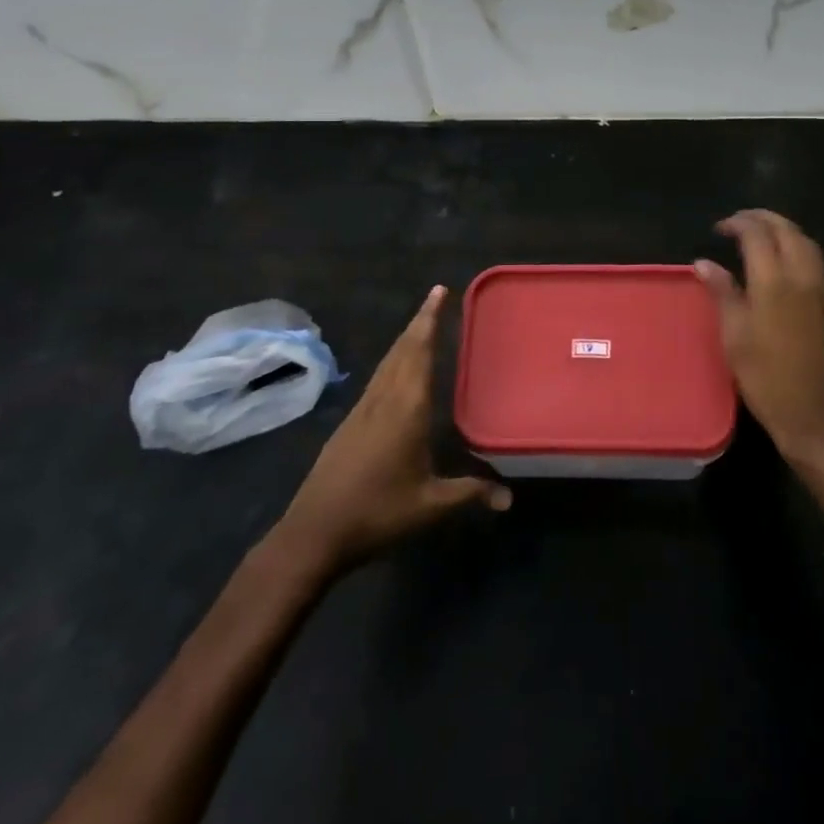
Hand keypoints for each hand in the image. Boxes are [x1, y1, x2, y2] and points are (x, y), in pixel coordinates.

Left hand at [279, 285, 509, 572]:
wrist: (314, 532)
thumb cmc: (377, 512)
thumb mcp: (430, 506)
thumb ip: (470, 493)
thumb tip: (509, 498)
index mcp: (406, 407)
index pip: (419, 351)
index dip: (429, 320)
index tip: (439, 291)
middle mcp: (383, 399)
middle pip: (402, 349)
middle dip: (419, 321)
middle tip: (435, 297)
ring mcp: (362, 409)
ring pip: (387, 362)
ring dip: (405, 339)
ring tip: (421, 326)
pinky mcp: (349, 423)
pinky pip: (378, 379)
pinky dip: (393, 361)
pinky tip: (397, 372)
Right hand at [696, 210, 823, 464]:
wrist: (820, 418)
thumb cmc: (767, 380)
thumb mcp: (734, 337)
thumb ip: (722, 292)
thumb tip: (704, 263)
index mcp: (774, 282)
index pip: (757, 234)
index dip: (738, 223)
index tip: (719, 228)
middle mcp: (804, 277)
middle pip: (788, 230)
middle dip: (763, 218)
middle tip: (739, 222)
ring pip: (807, 244)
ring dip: (784, 231)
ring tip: (761, 236)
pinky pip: (817, 264)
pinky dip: (798, 250)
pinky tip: (783, 266)